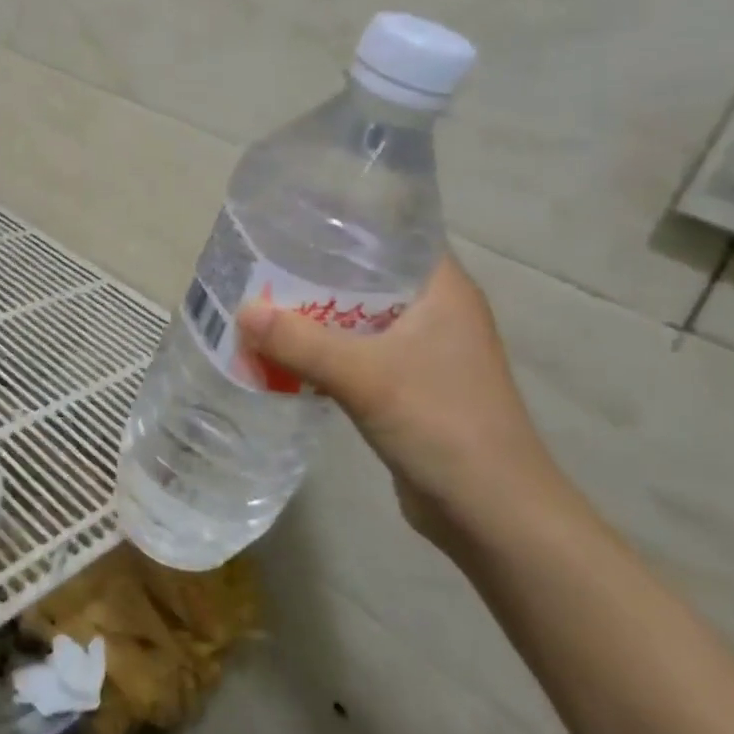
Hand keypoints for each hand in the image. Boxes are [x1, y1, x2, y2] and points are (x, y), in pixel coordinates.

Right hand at [236, 254, 571, 552]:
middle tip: (259, 263)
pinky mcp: (408, 385)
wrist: (491, 513)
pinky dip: (324, 349)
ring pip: (358, 316)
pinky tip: (283, 352)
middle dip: (314, 271)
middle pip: (366, 275)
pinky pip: (357, 352)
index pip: (391, 233)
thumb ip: (302, 343)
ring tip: (260, 302)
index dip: (343, 221)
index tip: (290, 219)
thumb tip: (242, 311)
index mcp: (442, 289)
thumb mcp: (366, 378)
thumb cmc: (443, 425)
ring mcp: (423, 350)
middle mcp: (435, 310)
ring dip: (315, 314)